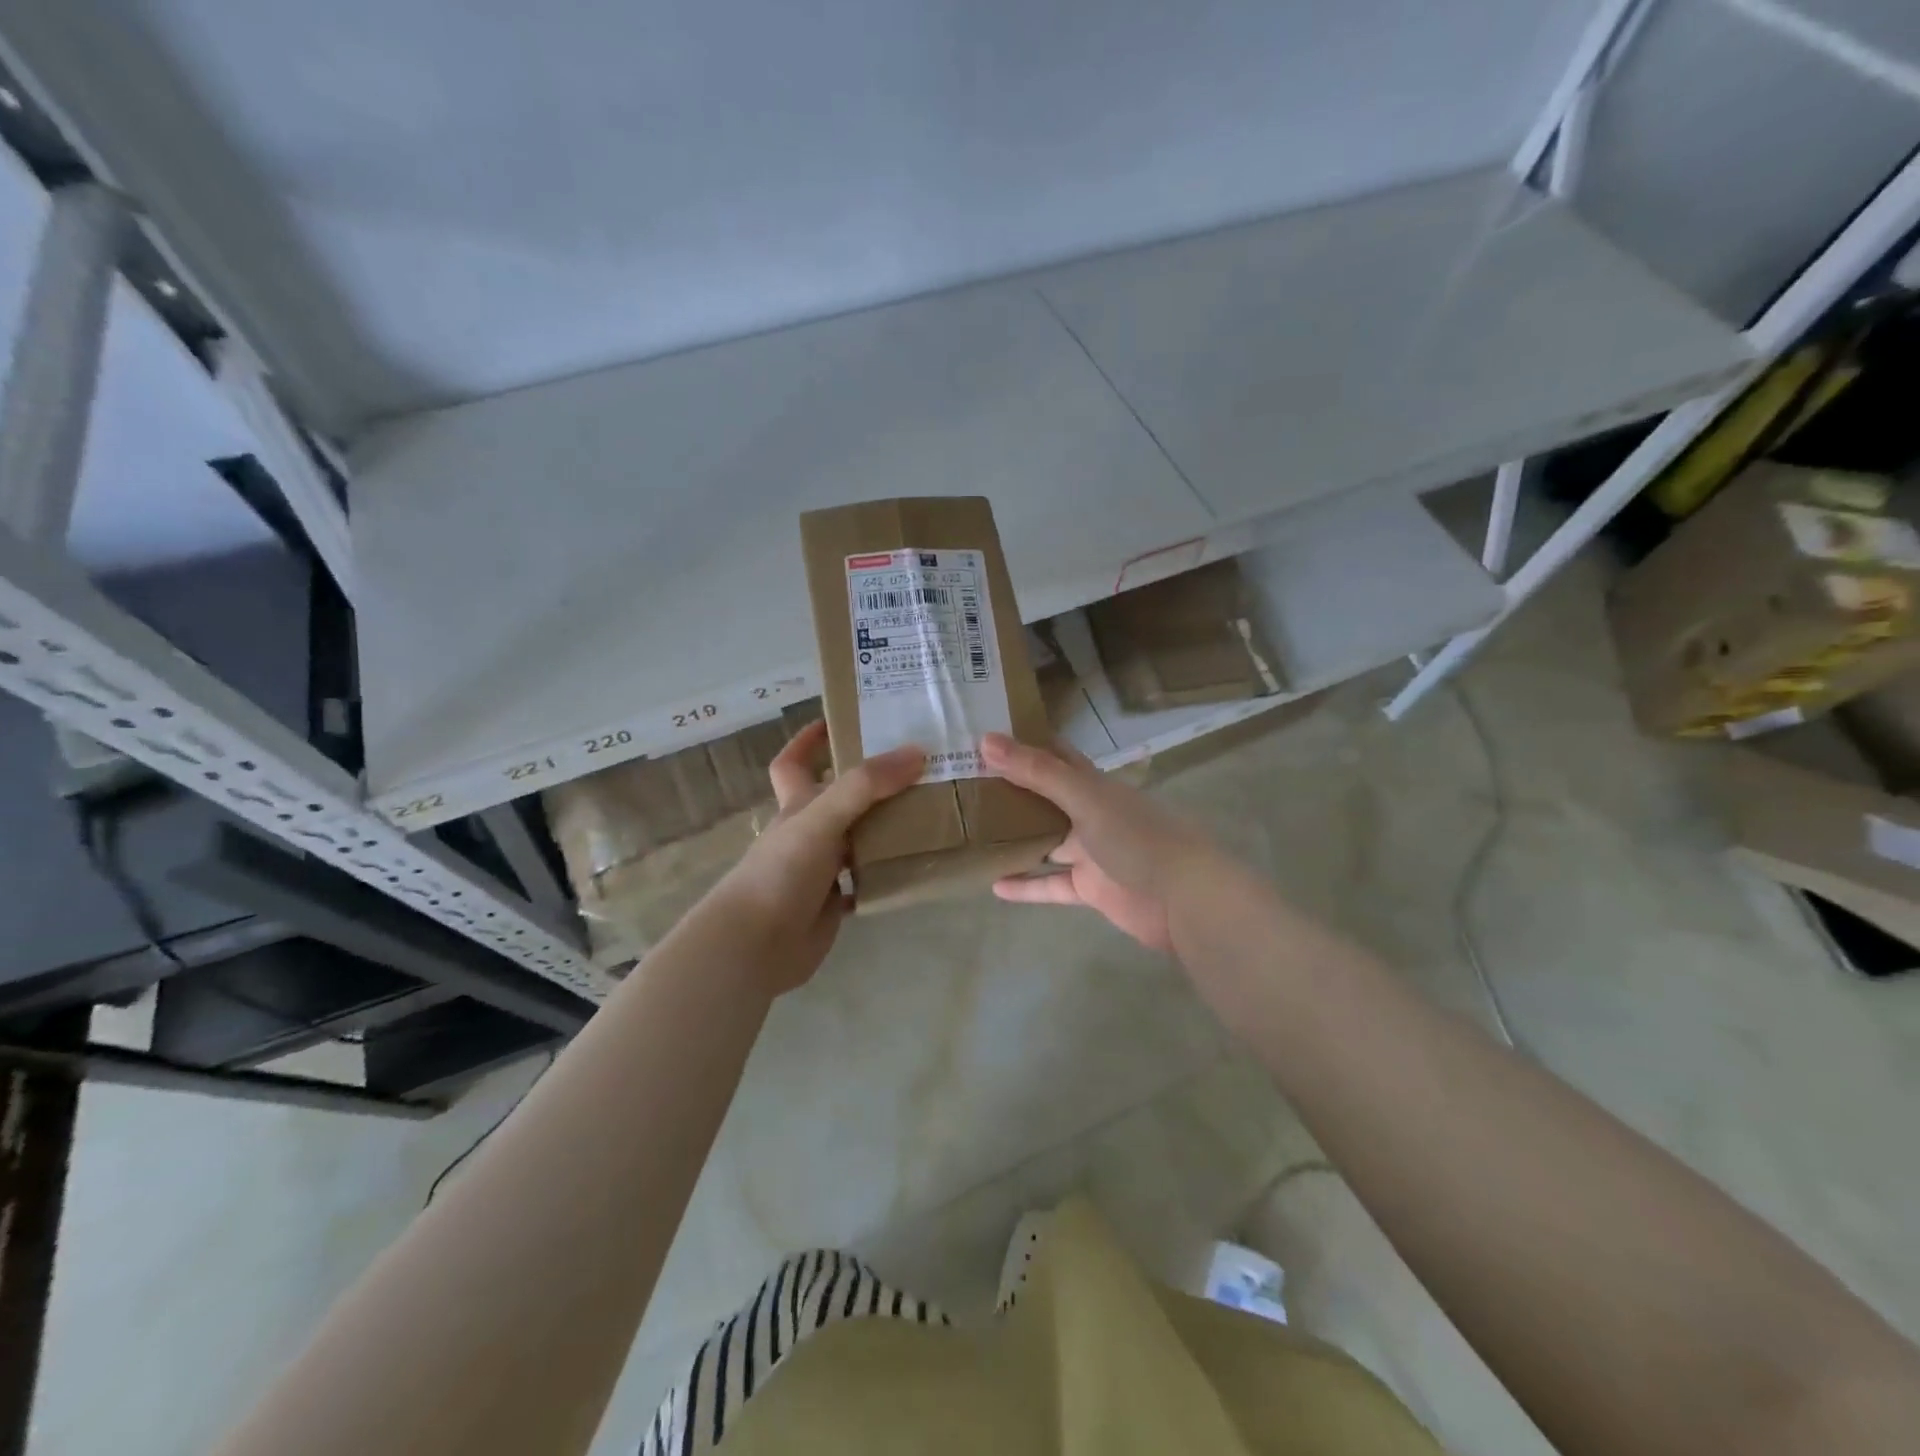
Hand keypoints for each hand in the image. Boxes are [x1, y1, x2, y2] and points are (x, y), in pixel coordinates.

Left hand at [710, 721, 923, 994]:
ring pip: (860, 838)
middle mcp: (809, 832)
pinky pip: (869, 878)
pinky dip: (890, 870)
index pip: (794, 762)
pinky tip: (921, 862)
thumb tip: (917, 752)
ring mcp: (822, 869)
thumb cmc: (780, 872)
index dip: (809, 739)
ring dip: (889, 826)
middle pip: (840, 797)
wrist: (756, 946)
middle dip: (872, 782)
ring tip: (933, 809)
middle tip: (917, 766)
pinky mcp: (835, 902)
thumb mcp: (821, 817)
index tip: (842, 721)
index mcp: (797, 805)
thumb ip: (865, 786)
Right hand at [982, 732, 1229, 955]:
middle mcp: (1089, 814)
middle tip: (964, 785)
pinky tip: (993, 886)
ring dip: (1014, 839)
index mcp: (1093, 785)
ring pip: (1044, 842)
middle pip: (1044, 799)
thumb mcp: (1085, 798)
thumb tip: (985, 741)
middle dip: (1010, 792)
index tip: (983, 735)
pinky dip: (1025, 886)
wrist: (1184, 900)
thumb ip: (1037, 772)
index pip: (1054, 756)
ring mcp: (1090, 853)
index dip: (1024, 744)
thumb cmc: (1137, 838)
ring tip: (971, 833)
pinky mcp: (1089, 889)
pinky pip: (1050, 885)